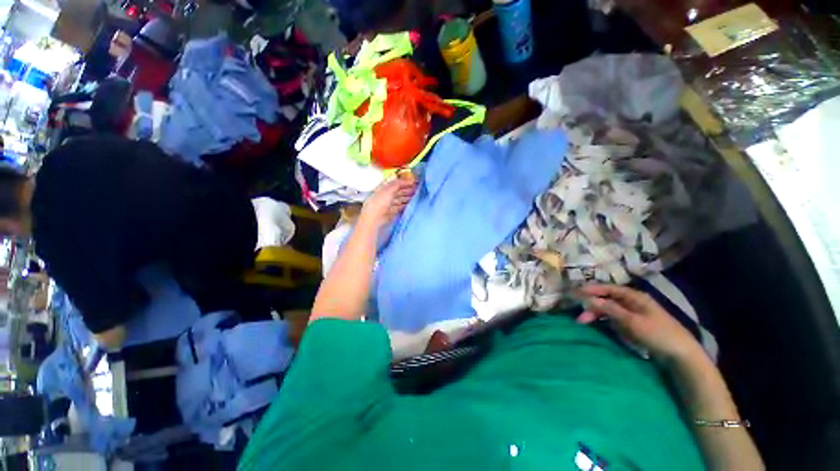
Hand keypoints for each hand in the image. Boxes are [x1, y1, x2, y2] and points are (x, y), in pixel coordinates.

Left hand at [360, 177, 416, 227]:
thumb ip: (398, 184)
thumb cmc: (379, 204)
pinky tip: (410, 206)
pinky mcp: (389, 214)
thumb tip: (407, 180)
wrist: (374, 220)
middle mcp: (384, 196)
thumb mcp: (389, 190)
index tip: (413, 182)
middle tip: (417, 190)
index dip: (403, 181)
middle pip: (397, 191)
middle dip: (407, 190)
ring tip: (416, 198)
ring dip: (407, 198)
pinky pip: (399, 208)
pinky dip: (404, 206)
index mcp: (382, 188)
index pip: (394, 183)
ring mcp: (387, 206)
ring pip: (399, 200)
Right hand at [578, 284, 704, 363]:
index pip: (608, 288)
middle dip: (591, 306)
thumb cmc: (657, 333)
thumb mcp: (631, 321)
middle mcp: (632, 302)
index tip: (575, 293)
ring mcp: (633, 314)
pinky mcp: (634, 325)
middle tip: (579, 317)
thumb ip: (609, 309)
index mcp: (634, 296)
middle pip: (607, 299)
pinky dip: (605, 321)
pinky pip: (614, 319)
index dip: (591, 290)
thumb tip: (587, 299)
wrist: (681, 354)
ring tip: (584, 322)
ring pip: (609, 310)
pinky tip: (598, 325)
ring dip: (596, 314)